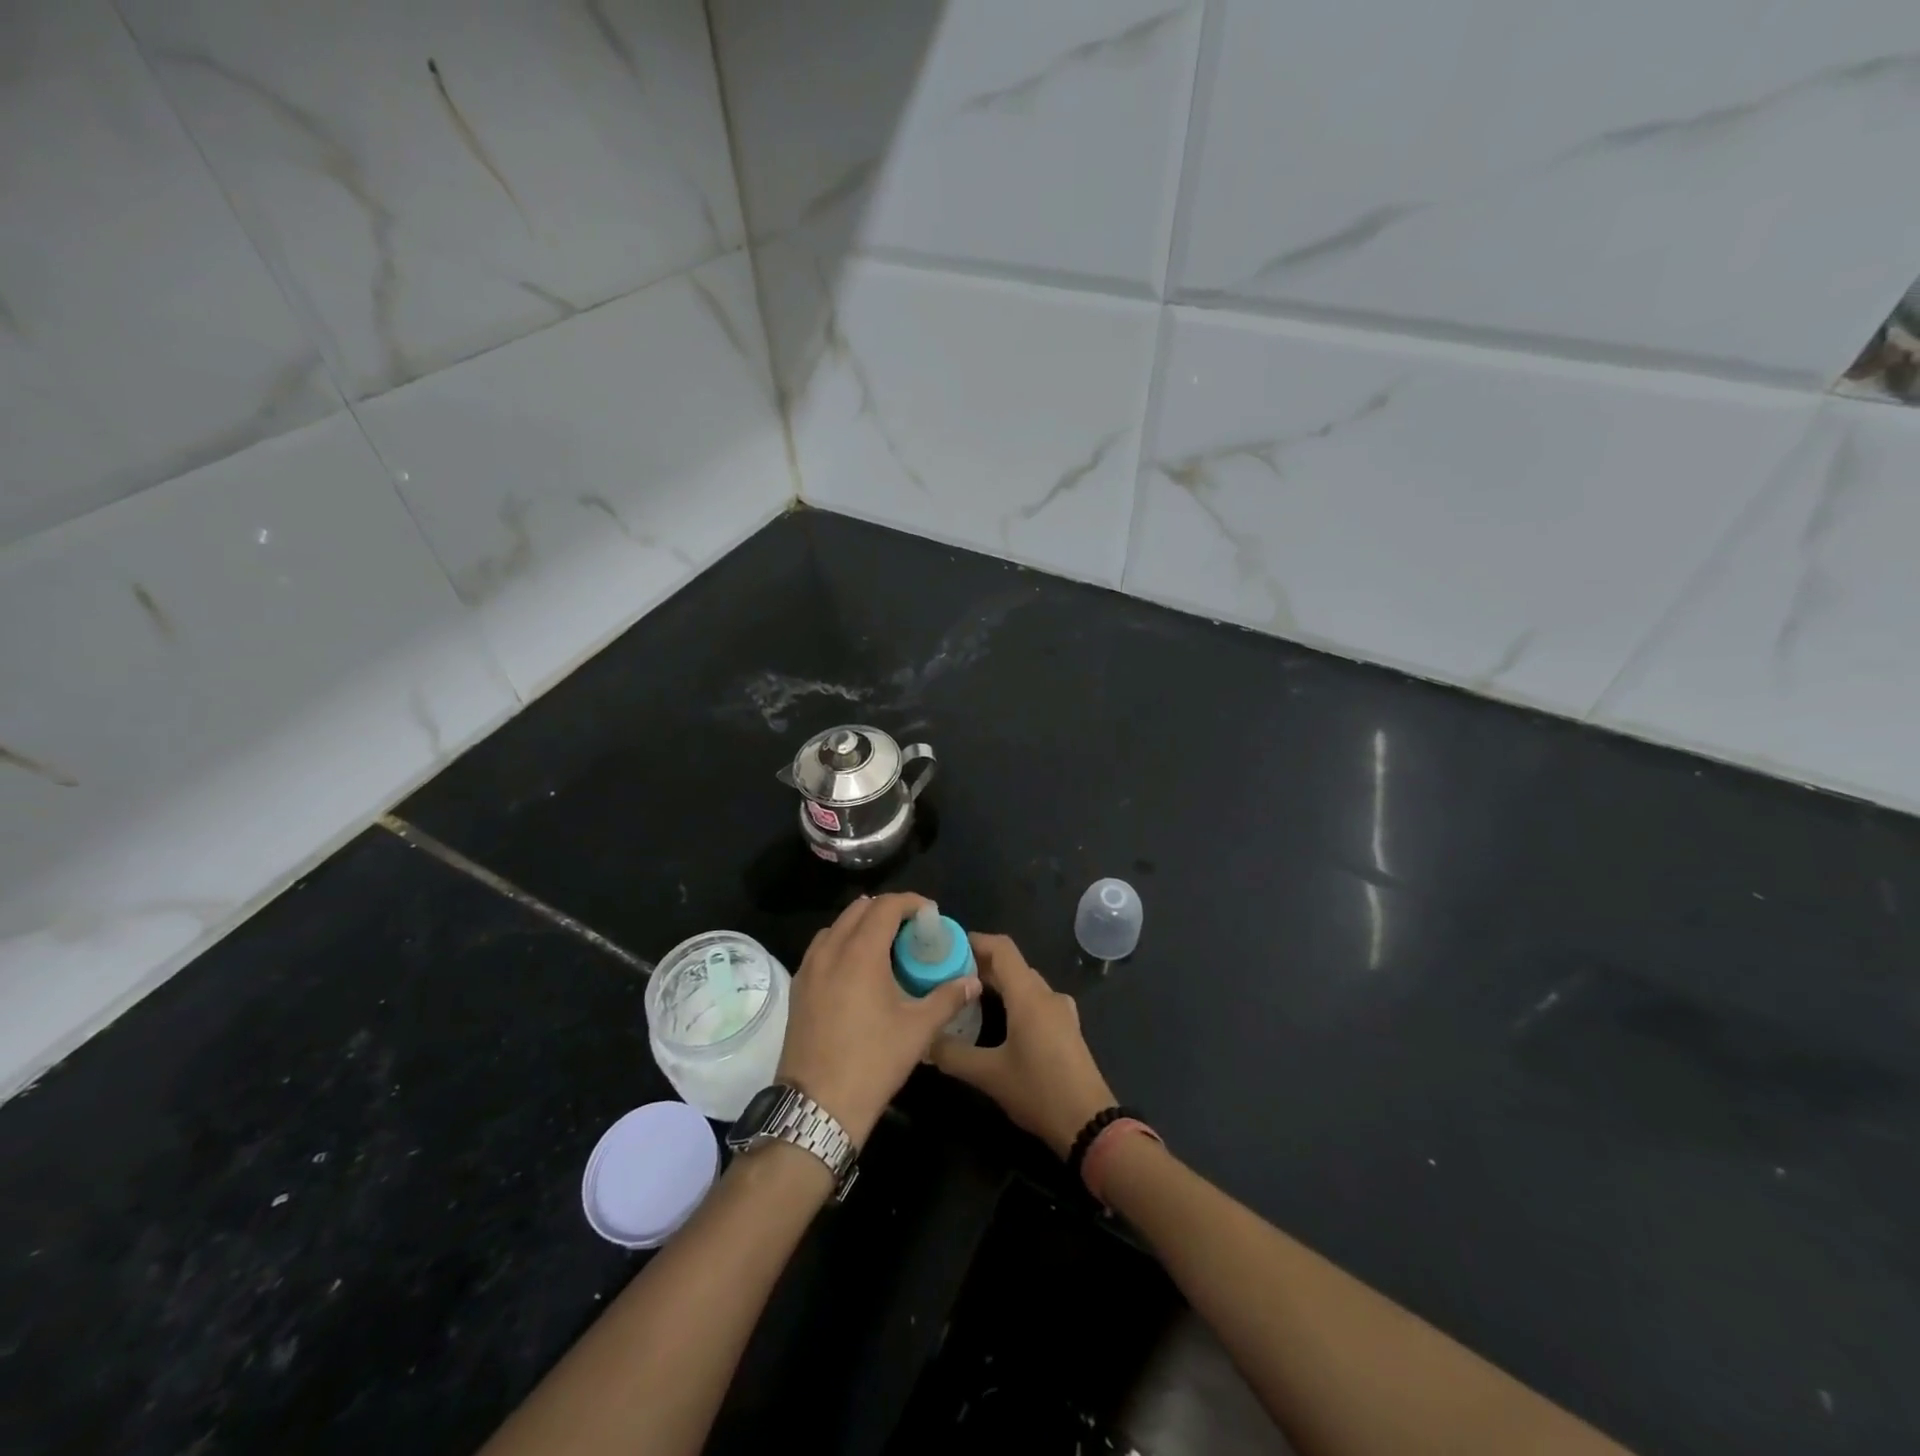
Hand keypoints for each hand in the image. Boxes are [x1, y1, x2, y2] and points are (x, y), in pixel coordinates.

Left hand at [776, 893, 979, 1148]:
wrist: (818, 1105)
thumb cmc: (873, 1061)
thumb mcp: (919, 1029)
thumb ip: (948, 998)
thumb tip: (973, 981)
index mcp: (861, 953)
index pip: (885, 906)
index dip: (910, 902)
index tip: (929, 914)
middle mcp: (831, 951)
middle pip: (858, 910)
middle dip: (887, 910)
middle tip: (911, 928)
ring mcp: (809, 969)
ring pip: (836, 927)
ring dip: (861, 924)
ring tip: (884, 945)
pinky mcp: (798, 988)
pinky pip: (821, 949)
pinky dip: (841, 943)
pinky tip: (856, 969)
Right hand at [930, 933, 1115, 1157]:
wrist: (1090, 1123)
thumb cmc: (1039, 1091)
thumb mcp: (989, 1075)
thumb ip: (952, 1054)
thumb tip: (925, 1041)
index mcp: (1028, 995)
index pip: (1001, 948)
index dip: (975, 941)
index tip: (947, 947)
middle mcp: (1046, 994)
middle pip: (1012, 964)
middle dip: (980, 965)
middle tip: (947, 976)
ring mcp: (1061, 1010)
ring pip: (1024, 983)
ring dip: (997, 983)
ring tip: (967, 997)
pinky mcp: (1067, 1028)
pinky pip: (1036, 1000)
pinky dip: (1014, 999)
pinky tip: (998, 1021)